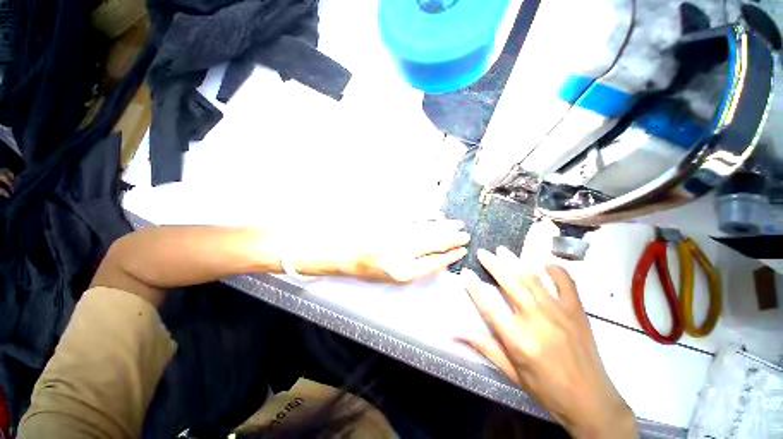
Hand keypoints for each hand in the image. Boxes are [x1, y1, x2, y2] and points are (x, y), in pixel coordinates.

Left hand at [291, 219, 468, 283]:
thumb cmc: (364, 268)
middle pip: (433, 245)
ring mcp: (396, 235)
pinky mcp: (391, 222)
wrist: (341, 252)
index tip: (461, 251)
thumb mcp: (389, 277)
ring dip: (443, 228)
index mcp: (401, 270)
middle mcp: (401, 252)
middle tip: (465, 236)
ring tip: (457, 226)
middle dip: (451, 240)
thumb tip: (433, 258)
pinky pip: (414, 219)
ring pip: (426, 231)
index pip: (432, 263)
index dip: (448, 257)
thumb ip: (413, 267)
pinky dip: (427, 217)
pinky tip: (436, 215)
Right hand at [459, 247, 636, 438]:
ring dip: (515, 261)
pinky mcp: (577, 311)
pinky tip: (545, 263)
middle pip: (509, 283)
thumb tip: (454, 334)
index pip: (488, 305)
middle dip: (492, 264)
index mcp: (517, 337)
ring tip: (502, 250)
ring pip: (532, 278)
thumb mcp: (510, 372)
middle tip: (482, 253)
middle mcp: (536, 319)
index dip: (474, 286)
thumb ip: (483, 347)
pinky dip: (556, 270)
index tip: (465, 272)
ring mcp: (558, 312)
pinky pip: (567, 283)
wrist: (591, 401)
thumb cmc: (546, 388)